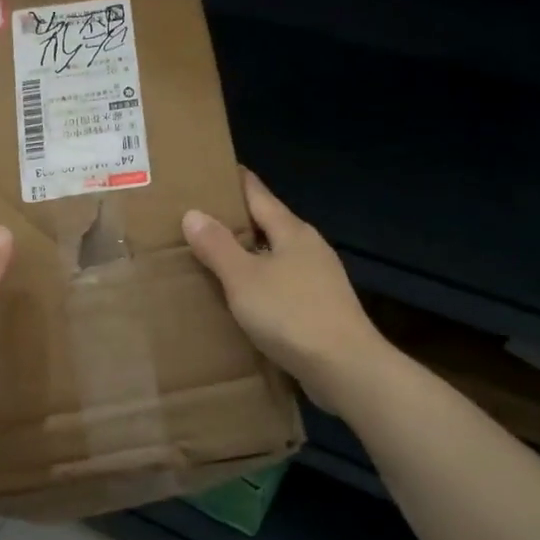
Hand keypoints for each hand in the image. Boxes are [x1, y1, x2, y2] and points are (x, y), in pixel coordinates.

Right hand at [183, 170, 389, 410]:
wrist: (346, 368)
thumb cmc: (291, 315)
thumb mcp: (244, 278)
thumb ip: (218, 246)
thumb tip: (193, 213)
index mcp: (292, 231)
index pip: (258, 194)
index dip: (236, 181)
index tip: (213, 170)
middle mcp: (309, 248)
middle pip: (269, 224)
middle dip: (238, 220)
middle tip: (200, 218)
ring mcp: (320, 279)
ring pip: (276, 256)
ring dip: (249, 254)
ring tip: (216, 257)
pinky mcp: (322, 308)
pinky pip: (283, 284)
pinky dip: (261, 282)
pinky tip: (245, 297)